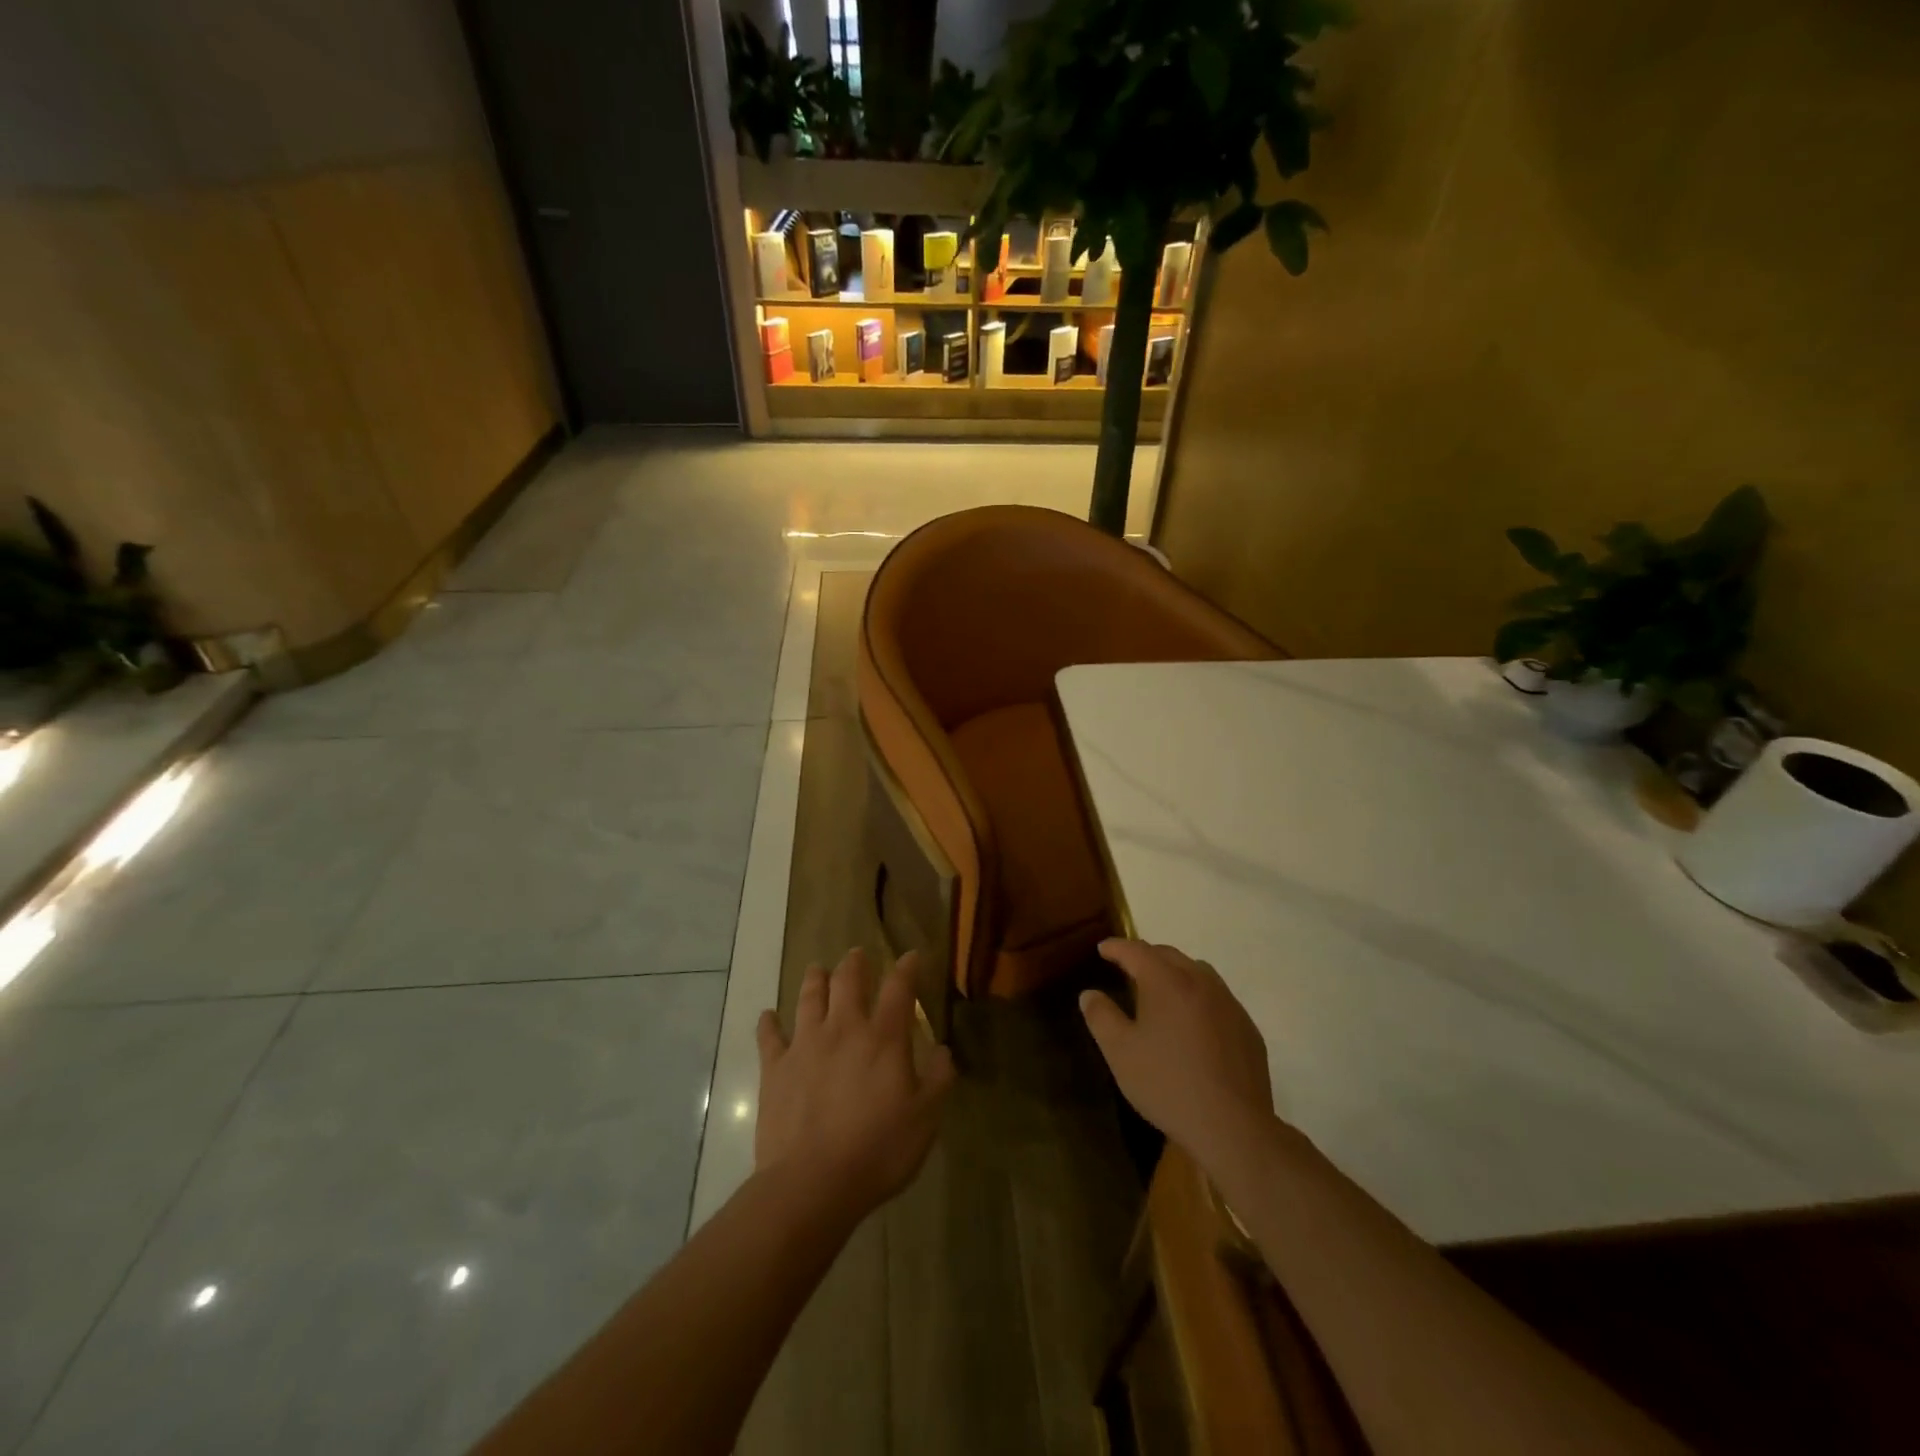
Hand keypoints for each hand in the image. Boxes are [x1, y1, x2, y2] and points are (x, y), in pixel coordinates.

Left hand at [755, 948, 955, 1224]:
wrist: (812, 1183)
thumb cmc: (878, 1150)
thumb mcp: (925, 1119)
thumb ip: (939, 1080)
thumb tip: (944, 1050)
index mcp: (883, 1037)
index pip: (899, 988)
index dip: (907, 968)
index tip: (911, 955)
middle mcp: (844, 1028)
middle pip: (848, 981)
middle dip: (855, 963)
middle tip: (857, 954)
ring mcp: (805, 1045)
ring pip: (809, 997)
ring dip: (815, 979)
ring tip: (817, 969)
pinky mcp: (775, 1068)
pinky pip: (769, 1037)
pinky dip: (768, 1023)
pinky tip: (768, 1016)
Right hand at [1080, 940, 1274, 1169]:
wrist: (1233, 1127)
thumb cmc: (1167, 1084)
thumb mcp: (1120, 1053)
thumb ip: (1102, 1017)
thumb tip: (1090, 994)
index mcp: (1167, 982)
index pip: (1137, 951)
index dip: (1117, 947)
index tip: (1102, 949)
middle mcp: (1200, 982)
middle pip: (1169, 955)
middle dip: (1146, 955)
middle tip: (1128, 966)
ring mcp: (1229, 1004)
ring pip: (1198, 972)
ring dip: (1175, 972)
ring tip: (1161, 989)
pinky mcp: (1247, 1028)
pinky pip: (1218, 997)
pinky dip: (1199, 996)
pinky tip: (1193, 1023)